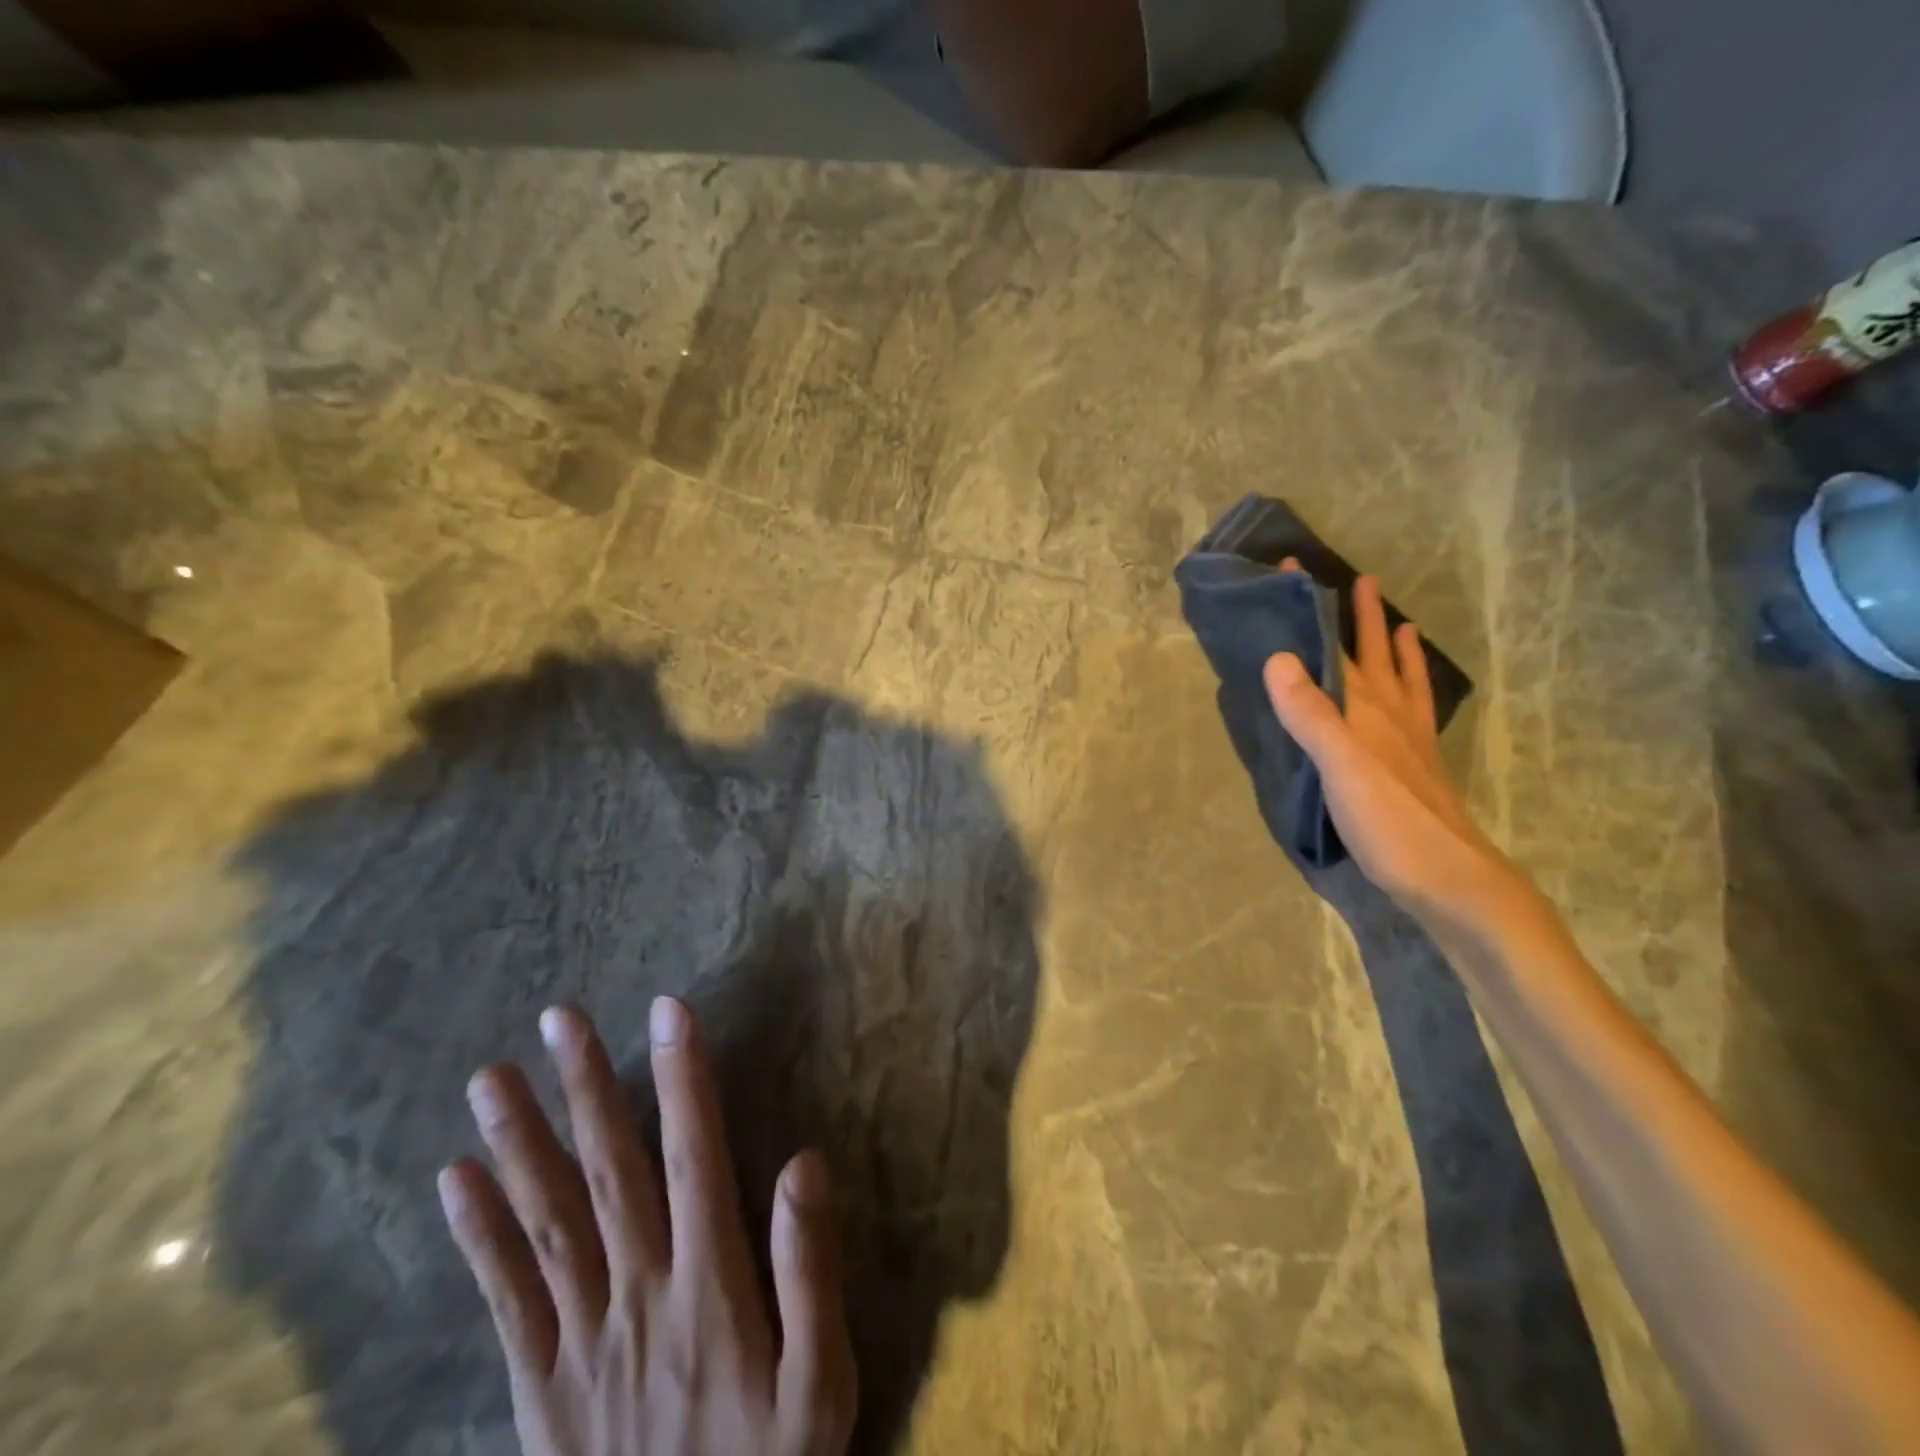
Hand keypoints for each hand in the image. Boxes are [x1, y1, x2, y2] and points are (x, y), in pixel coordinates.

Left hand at [437, 998, 856, 1455]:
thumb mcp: (822, 1382)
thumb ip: (811, 1269)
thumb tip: (804, 1161)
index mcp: (708, 1287)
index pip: (693, 1157)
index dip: (682, 1080)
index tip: (669, 1010)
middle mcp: (637, 1294)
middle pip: (608, 1173)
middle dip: (586, 1087)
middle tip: (559, 1018)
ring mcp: (580, 1340)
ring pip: (546, 1223)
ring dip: (519, 1144)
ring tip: (489, 1078)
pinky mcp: (541, 1386)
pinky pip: (506, 1300)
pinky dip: (479, 1236)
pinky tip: (456, 1182)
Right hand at [1263, 567, 1525, 935]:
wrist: (1451, 879)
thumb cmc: (1389, 823)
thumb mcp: (1340, 767)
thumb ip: (1311, 714)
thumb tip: (1279, 657)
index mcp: (1366, 709)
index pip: (1334, 645)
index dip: (1315, 608)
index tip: (1295, 569)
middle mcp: (1390, 714)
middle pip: (1370, 653)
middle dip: (1356, 616)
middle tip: (1353, 578)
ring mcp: (1408, 739)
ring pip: (1399, 678)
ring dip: (1391, 646)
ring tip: (1393, 619)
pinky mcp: (1416, 764)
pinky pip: (1415, 710)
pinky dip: (1413, 689)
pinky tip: (1411, 692)